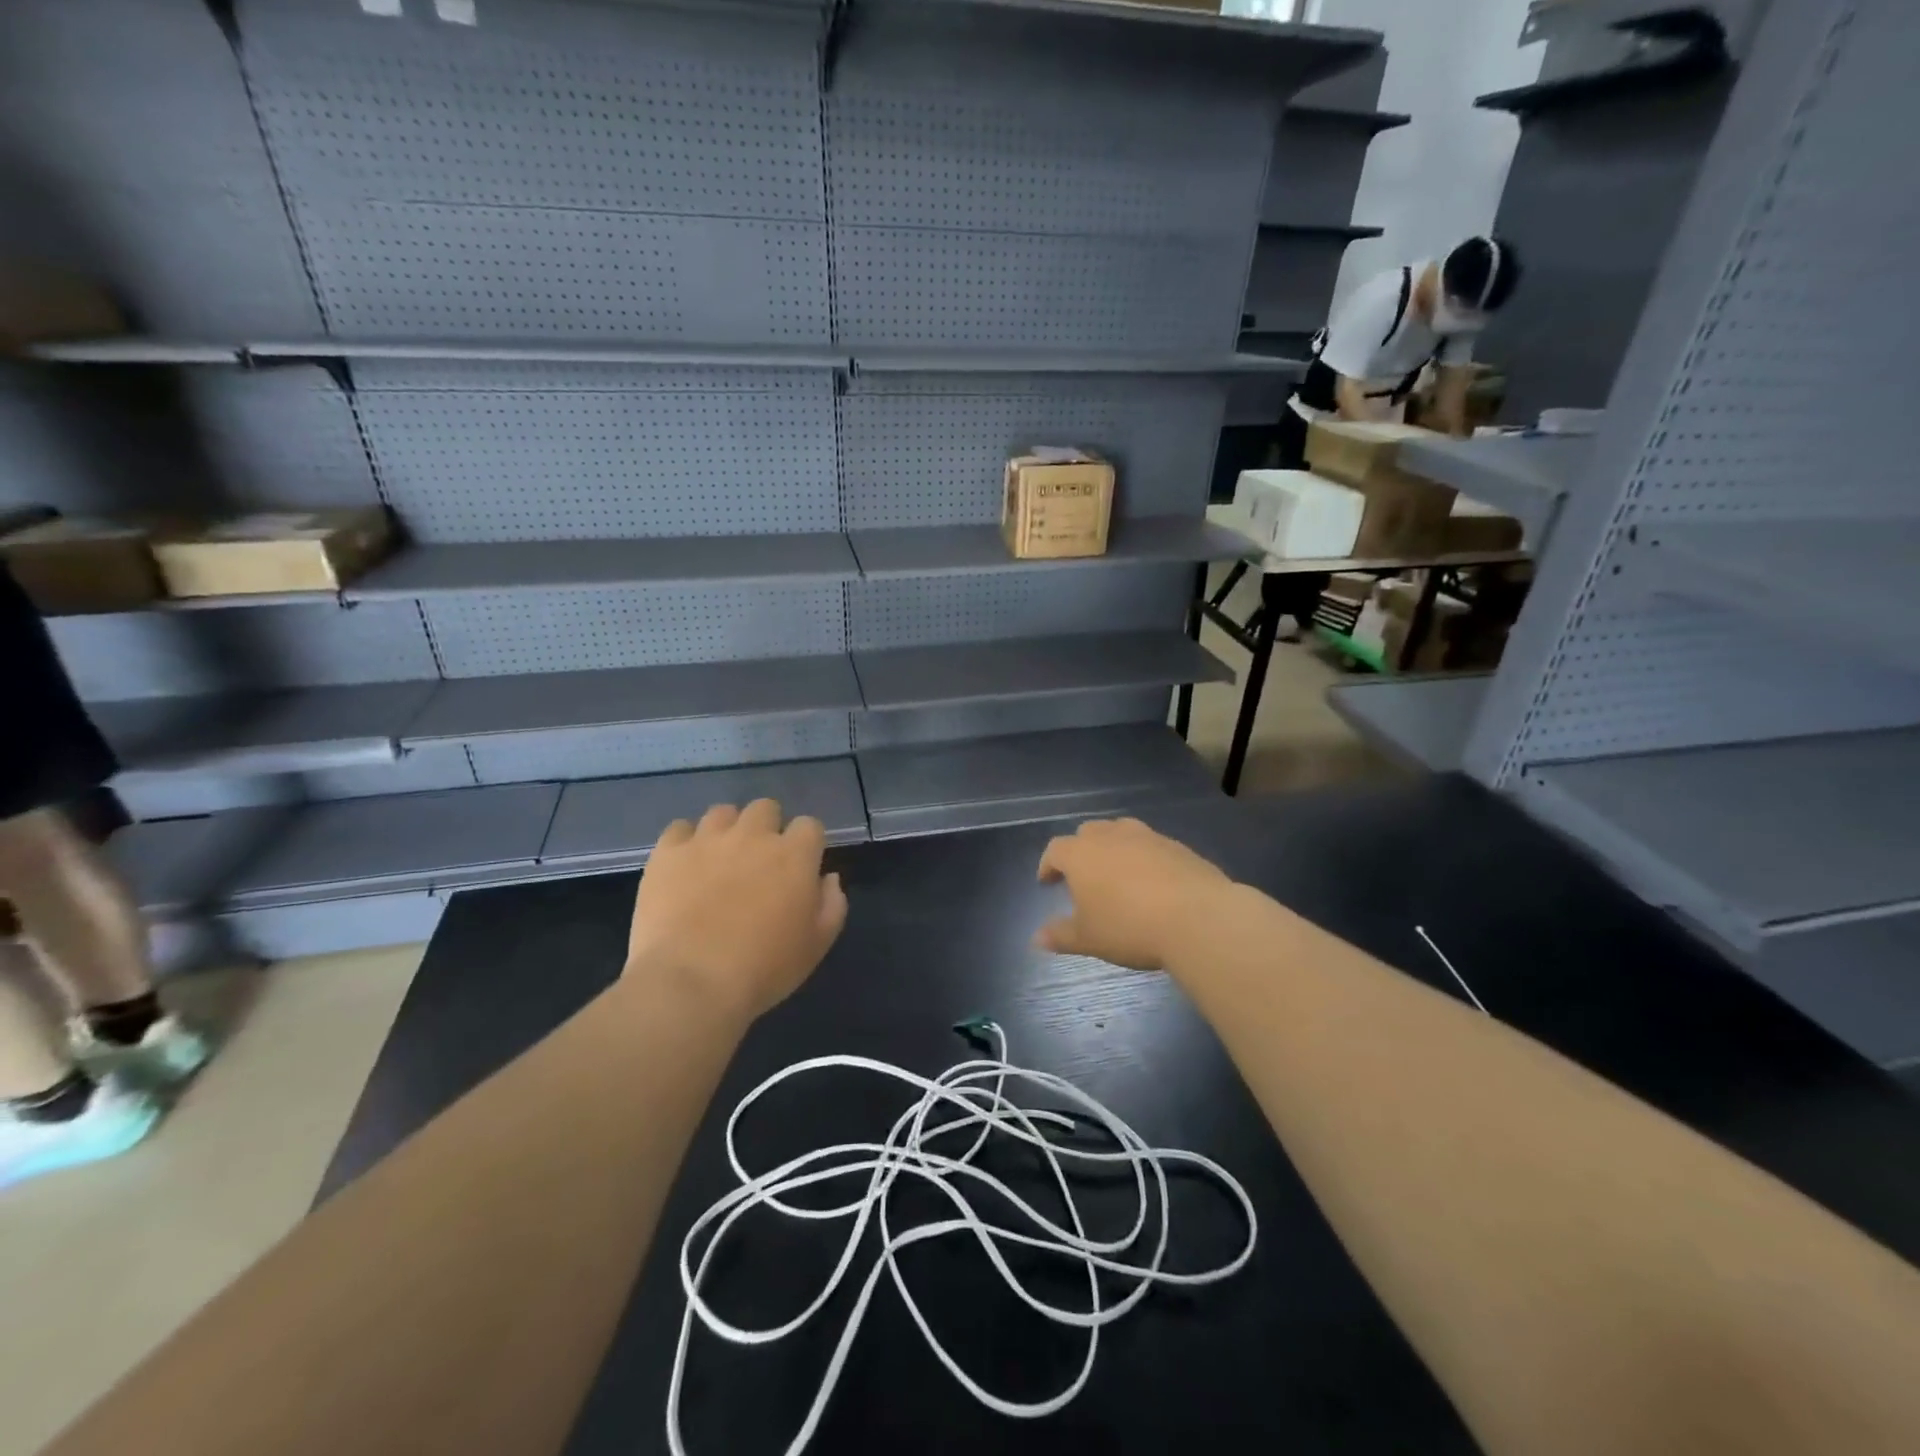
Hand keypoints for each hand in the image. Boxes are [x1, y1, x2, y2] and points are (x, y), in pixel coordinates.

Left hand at [626, 799, 847, 1021]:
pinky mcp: (667, 853)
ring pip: (722, 812)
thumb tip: (828, 877)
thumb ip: (832, 904)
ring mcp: (707, 840)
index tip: (800, 868)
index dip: (806, 844)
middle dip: (767, 827)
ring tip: (720, 860)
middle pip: (766, 808)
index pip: (810, 825)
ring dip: (727, 830)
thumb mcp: (816, 945)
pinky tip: (685, 866)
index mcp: (794, 855)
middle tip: (759, 862)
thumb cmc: (764, 969)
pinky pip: (679, 828)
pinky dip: (685, 842)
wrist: (690, 983)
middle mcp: (753, 835)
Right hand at [1035, 818, 1233, 970]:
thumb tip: (1037, 938)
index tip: (1048, 882)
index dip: (1048, 865)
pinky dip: (1144, 857)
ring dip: (1114, 847)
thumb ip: (1061, 935)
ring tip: (1117, 873)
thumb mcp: (1089, 939)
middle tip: (1082, 876)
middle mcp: (1111, 836)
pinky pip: (1152, 845)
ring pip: (1121, 831)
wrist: (1197, 918)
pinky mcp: (1177, 846)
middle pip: (1088, 832)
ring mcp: (1147, 837)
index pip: (1055, 850)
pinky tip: (1153, 882)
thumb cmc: (1130, 927)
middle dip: (1081, 850)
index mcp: (1081, 854)